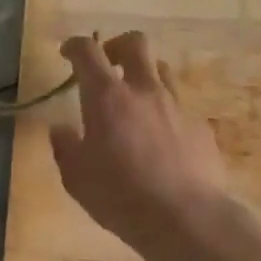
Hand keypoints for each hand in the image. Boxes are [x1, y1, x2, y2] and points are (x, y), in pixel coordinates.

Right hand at [50, 33, 228, 248]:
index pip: (88, 52)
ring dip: (144, 74)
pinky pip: (179, 105)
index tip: (67, 53)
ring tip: (134, 99)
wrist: (185, 217)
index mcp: (107, 97)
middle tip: (107, 64)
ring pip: (162, 69)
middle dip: (117, 45)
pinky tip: (160, 139)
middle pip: (135, 43)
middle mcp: (144, 91)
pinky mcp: (199, 126)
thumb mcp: (76, 177)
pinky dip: (164, 111)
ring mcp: (177, 106)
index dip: (75, 45)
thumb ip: (66, 147)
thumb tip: (60, 129)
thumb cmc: (120, 196)